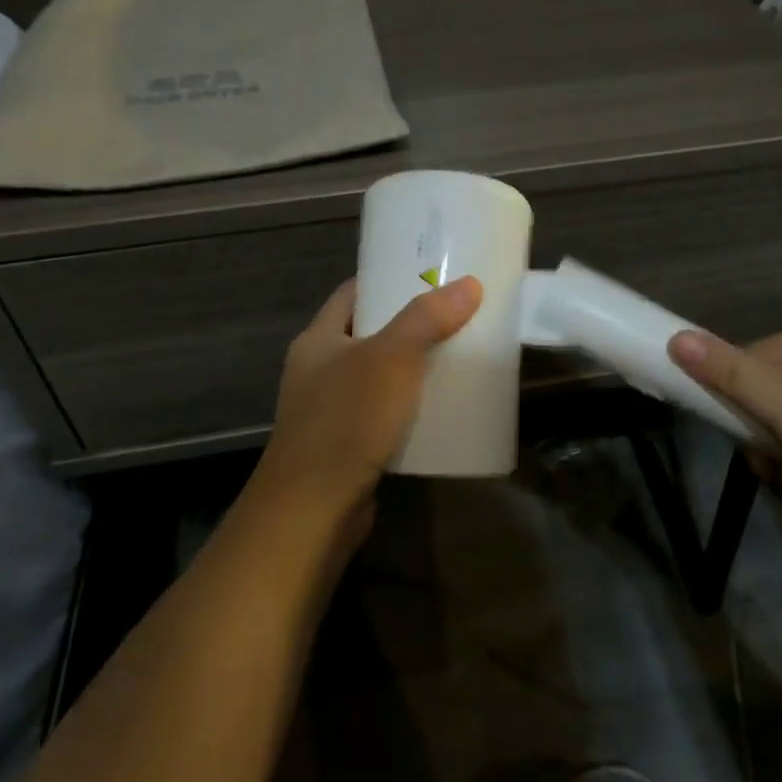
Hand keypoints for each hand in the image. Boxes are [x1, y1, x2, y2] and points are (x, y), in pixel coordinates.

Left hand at [245, 276, 482, 547]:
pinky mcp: (346, 445)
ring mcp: (330, 410)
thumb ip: (427, 319)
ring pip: (378, 376)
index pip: (352, 293)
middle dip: (410, 324)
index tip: (429, 272)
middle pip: (368, 333)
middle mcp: (318, 370)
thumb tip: (469, 284)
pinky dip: (409, 407)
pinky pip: (383, 413)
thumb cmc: (346, 421)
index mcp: (318, 340)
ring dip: (412, 368)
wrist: (313, 509)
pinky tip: (441, 408)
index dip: (387, 278)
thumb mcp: (390, 359)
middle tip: (456, 313)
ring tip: (457, 356)